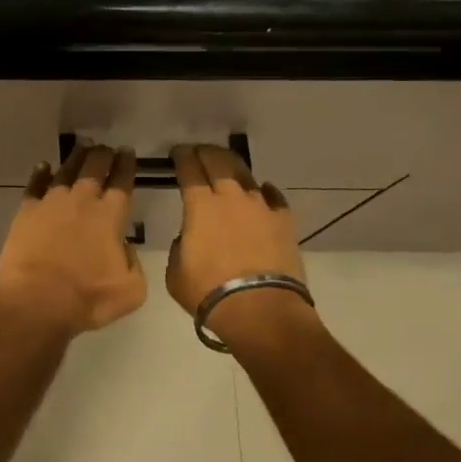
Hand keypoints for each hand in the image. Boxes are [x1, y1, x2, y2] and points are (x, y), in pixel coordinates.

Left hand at [0, 145, 146, 336]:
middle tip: (106, 148)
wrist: (37, 301)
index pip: (122, 182)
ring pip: (66, 171)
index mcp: (110, 216)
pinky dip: (40, 173)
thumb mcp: (131, 289)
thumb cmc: (88, 298)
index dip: (126, 165)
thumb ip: (133, 262)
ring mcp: (51, 203)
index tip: (127, 153)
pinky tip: (43, 166)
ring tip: (82, 147)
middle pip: (94, 168)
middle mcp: (82, 201)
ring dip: (76, 158)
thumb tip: (123, 247)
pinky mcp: (27, 211)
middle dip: (103, 155)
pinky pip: (35, 185)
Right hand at [167, 145, 318, 351]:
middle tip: (199, 151)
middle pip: (218, 162)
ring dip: (233, 167)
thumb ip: (181, 246)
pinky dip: (264, 192)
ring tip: (227, 166)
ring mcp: (261, 207)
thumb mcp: (176, 271)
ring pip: (246, 175)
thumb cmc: (209, 292)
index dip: (182, 157)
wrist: (260, 310)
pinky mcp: (284, 222)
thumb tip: (191, 238)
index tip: (177, 152)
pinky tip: (262, 191)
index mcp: (200, 206)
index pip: (189, 169)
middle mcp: (231, 198)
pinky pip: (273, 198)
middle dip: (206, 152)